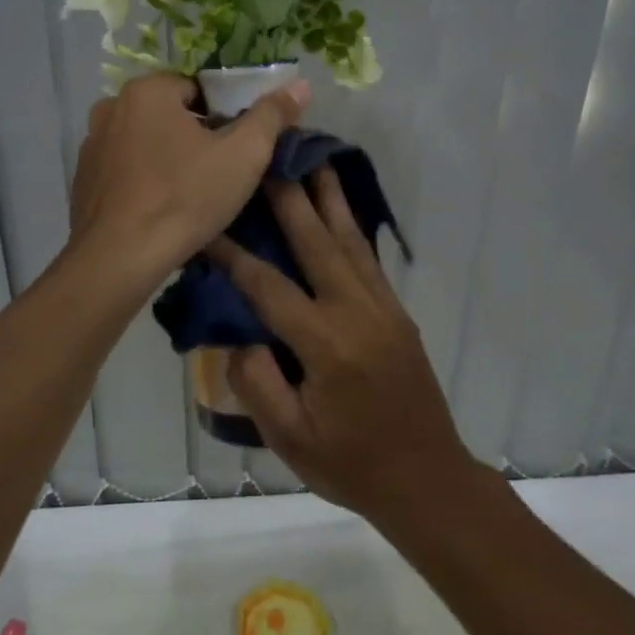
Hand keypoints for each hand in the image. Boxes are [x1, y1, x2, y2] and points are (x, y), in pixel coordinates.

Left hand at [68, 72, 309, 284]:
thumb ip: (272, 115)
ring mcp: (91, 144)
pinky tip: (160, 208)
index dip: (225, 116)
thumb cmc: (185, 198)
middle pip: (170, 114)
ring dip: (168, 157)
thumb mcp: (244, 155)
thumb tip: (300, 85)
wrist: (119, 259)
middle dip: (196, 136)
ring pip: (146, 142)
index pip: (199, 88)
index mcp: (147, 90)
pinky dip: (143, 180)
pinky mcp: (82, 179)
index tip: (238, 148)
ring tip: (192, 194)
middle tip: (220, 173)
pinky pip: (125, 169)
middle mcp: (111, 107)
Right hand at [207, 168, 481, 524]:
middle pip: (317, 241)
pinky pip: (368, 258)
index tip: (206, 224)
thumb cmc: (352, 466)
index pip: (269, 286)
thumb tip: (238, 336)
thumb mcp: (290, 438)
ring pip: (350, 239)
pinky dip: (350, 225)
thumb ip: (258, 383)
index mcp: (327, 344)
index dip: (233, 255)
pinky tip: (340, 208)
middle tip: (271, 154)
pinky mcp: (397, 312)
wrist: (428, 480)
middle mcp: (357, 312)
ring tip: (314, 158)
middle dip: (289, 195)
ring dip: (329, 196)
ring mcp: (383, 307)